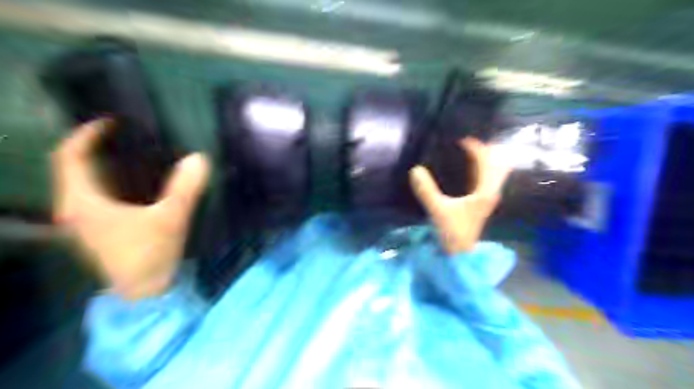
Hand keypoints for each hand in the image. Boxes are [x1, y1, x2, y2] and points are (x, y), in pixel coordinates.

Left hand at [52, 120, 208, 299]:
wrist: (143, 292)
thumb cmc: (150, 254)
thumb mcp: (170, 219)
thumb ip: (185, 188)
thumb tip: (199, 158)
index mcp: (83, 203)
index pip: (70, 158)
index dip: (86, 135)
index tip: (110, 122)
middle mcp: (75, 208)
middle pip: (74, 168)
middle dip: (93, 147)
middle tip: (124, 134)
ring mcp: (85, 220)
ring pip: (84, 182)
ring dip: (101, 164)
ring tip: (129, 152)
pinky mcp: (98, 228)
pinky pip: (96, 194)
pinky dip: (109, 180)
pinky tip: (133, 181)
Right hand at [409, 137, 510, 255]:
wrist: (460, 254)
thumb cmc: (453, 232)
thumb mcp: (438, 210)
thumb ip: (427, 190)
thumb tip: (415, 169)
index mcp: (485, 191)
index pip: (486, 161)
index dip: (475, 147)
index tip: (460, 139)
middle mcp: (491, 191)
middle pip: (498, 163)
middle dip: (486, 150)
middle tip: (468, 143)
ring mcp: (488, 197)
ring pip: (494, 171)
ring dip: (485, 159)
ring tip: (468, 151)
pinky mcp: (482, 202)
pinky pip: (487, 178)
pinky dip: (480, 169)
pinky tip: (466, 168)